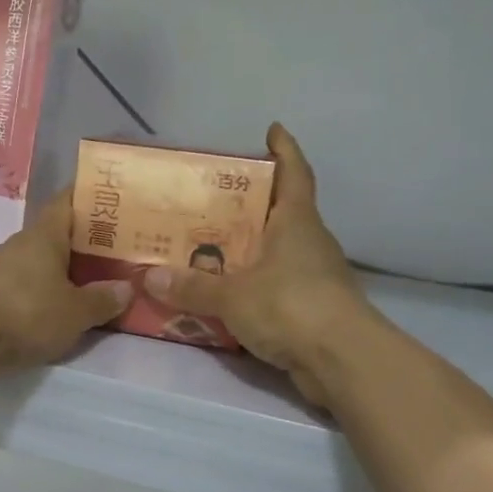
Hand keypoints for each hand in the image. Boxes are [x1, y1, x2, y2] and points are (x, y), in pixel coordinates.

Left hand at [0, 190, 132, 379]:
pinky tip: (29, 315)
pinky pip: (4, 288)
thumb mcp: (74, 314)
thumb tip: (127, 287)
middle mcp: (13, 245)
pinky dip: (21, 296)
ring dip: (44, 274)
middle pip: (47, 237)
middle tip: (101, 257)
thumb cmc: (22, 314)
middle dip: (72, 246)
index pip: (65, 202)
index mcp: (42, 237)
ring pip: (24, 265)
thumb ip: (101, 301)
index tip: (105, 199)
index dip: (85, 197)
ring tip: (69, 291)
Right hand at [144, 124, 369, 408]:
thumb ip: (192, 286)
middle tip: (212, 197)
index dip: (285, 150)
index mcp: (296, 222)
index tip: (273, 130)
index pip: (295, 174)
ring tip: (208, 245)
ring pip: (277, 251)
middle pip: (282, 211)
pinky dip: (252, 283)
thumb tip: (150, 277)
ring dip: (250, 246)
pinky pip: (274, 285)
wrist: (342, 361)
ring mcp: (314, 276)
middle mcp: (309, 242)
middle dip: (252, 202)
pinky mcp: (311, 308)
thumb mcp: (233, 294)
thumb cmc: (291, 306)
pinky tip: (225, 291)